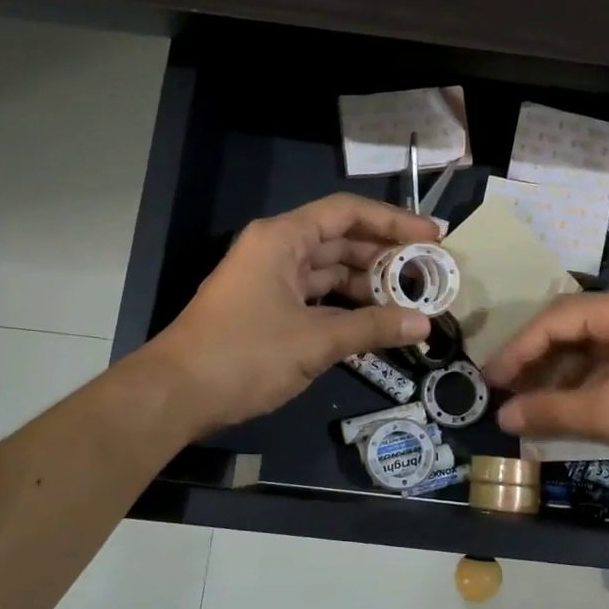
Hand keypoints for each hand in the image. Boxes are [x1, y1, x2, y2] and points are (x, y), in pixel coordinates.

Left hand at [145, 195, 440, 435]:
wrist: (175, 395)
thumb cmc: (244, 355)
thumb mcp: (315, 341)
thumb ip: (372, 328)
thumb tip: (425, 324)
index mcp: (282, 238)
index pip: (347, 212)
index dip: (393, 220)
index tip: (432, 236)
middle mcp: (276, 249)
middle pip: (341, 240)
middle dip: (385, 256)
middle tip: (430, 273)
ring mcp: (270, 279)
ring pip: (329, 271)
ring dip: (367, 285)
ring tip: (411, 301)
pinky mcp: (267, 308)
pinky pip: (316, 297)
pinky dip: (345, 307)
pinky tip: (376, 322)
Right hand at [484, 281, 608, 473]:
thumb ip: (552, 411)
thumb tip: (502, 418)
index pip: (555, 320)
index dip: (517, 352)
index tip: (489, 380)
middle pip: (572, 329)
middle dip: (537, 362)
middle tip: (506, 393)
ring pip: (594, 346)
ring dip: (562, 375)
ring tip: (533, 405)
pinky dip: (590, 382)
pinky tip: (572, 407)